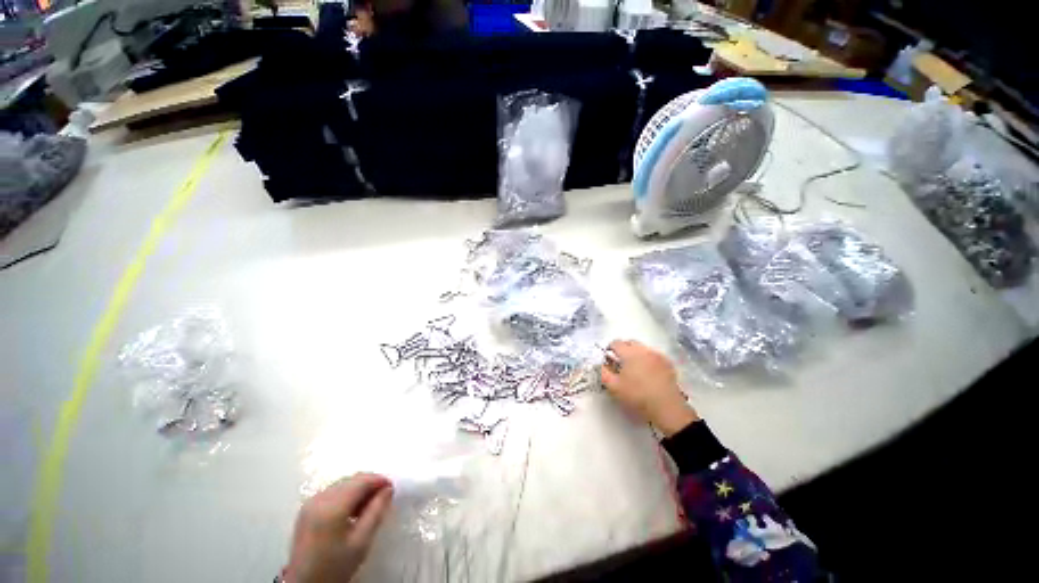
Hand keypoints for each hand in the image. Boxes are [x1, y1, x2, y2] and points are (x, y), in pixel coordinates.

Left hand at [284, 473, 393, 582]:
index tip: (392, 488)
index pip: (361, 481)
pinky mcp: (307, 508)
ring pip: (343, 484)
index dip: (379, 480)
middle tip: (383, 498)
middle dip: (370, 484)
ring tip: (369, 506)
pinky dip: (347, 495)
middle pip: (351, 480)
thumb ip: (376, 511)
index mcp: (332, 507)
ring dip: (359, 489)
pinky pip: (333, 492)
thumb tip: (389, 489)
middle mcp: (319, 498)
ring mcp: (311, 502)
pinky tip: (353, 510)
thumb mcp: (361, 541)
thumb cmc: (336, 566)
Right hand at [600, 340, 699, 436]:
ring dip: (636, 353)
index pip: (615, 343)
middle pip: (630, 342)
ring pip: (642, 348)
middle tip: (620, 363)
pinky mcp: (668, 363)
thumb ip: (603, 372)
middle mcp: (644, 350)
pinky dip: (648, 359)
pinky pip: (654, 355)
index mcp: (629, 353)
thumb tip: (602, 364)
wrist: (667, 408)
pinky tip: (648, 372)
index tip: (608, 359)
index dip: (609, 349)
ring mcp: (658, 355)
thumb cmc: (637, 396)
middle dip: (623, 349)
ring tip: (634, 368)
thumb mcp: (614, 387)